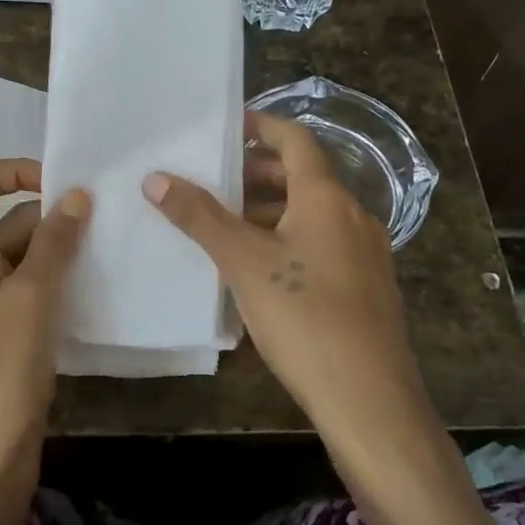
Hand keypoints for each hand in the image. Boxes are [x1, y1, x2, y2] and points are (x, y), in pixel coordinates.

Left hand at [0, 159, 89, 493]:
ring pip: (21, 255)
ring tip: (109, 248)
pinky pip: (27, 289)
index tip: (60, 186)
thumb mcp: (31, 298)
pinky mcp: (0, 333)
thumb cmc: (1, 372)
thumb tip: (74, 194)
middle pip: (4, 217)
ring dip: (59, 248)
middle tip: (105, 219)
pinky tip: (94, 287)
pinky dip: (56, 280)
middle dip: (51, 213)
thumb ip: (53, 242)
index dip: (12, 171)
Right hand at [143, 113, 425, 438]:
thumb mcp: (243, 263)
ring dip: (273, 210)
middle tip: (216, 181)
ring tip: (229, 227)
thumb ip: (200, 217)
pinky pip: (325, 245)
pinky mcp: (368, 288)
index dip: (262, 126)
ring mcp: (366, 253)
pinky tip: (264, 270)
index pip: (296, 140)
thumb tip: (156, 177)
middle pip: (304, 177)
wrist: (369, 397)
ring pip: (314, 214)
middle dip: (259, 173)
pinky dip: (292, 240)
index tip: (228, 126)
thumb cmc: (303, 317)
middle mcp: (353, 215)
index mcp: (326, 198)